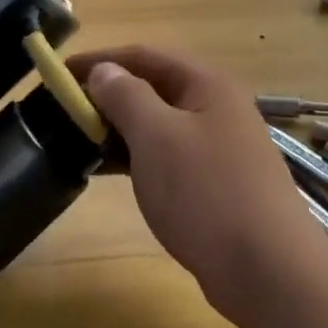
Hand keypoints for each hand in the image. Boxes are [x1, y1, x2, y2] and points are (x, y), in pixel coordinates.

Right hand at [75, 46, 317, 322]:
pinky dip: (137, 156)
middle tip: (64, 110)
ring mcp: (219, 147)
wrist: (269, 272)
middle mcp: (216, 107)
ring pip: (159, 124)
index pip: (144, 56)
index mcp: (206, 84)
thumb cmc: (207, 192)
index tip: (59, 73)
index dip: (100, 60)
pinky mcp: (216, 183)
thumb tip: (104, 71)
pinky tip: (110, 171)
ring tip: (78, 141)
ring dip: (120, 128)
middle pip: (153, 87)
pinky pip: (167, 156)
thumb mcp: (157, 136)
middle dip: (108, 94)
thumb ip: (126, 96)